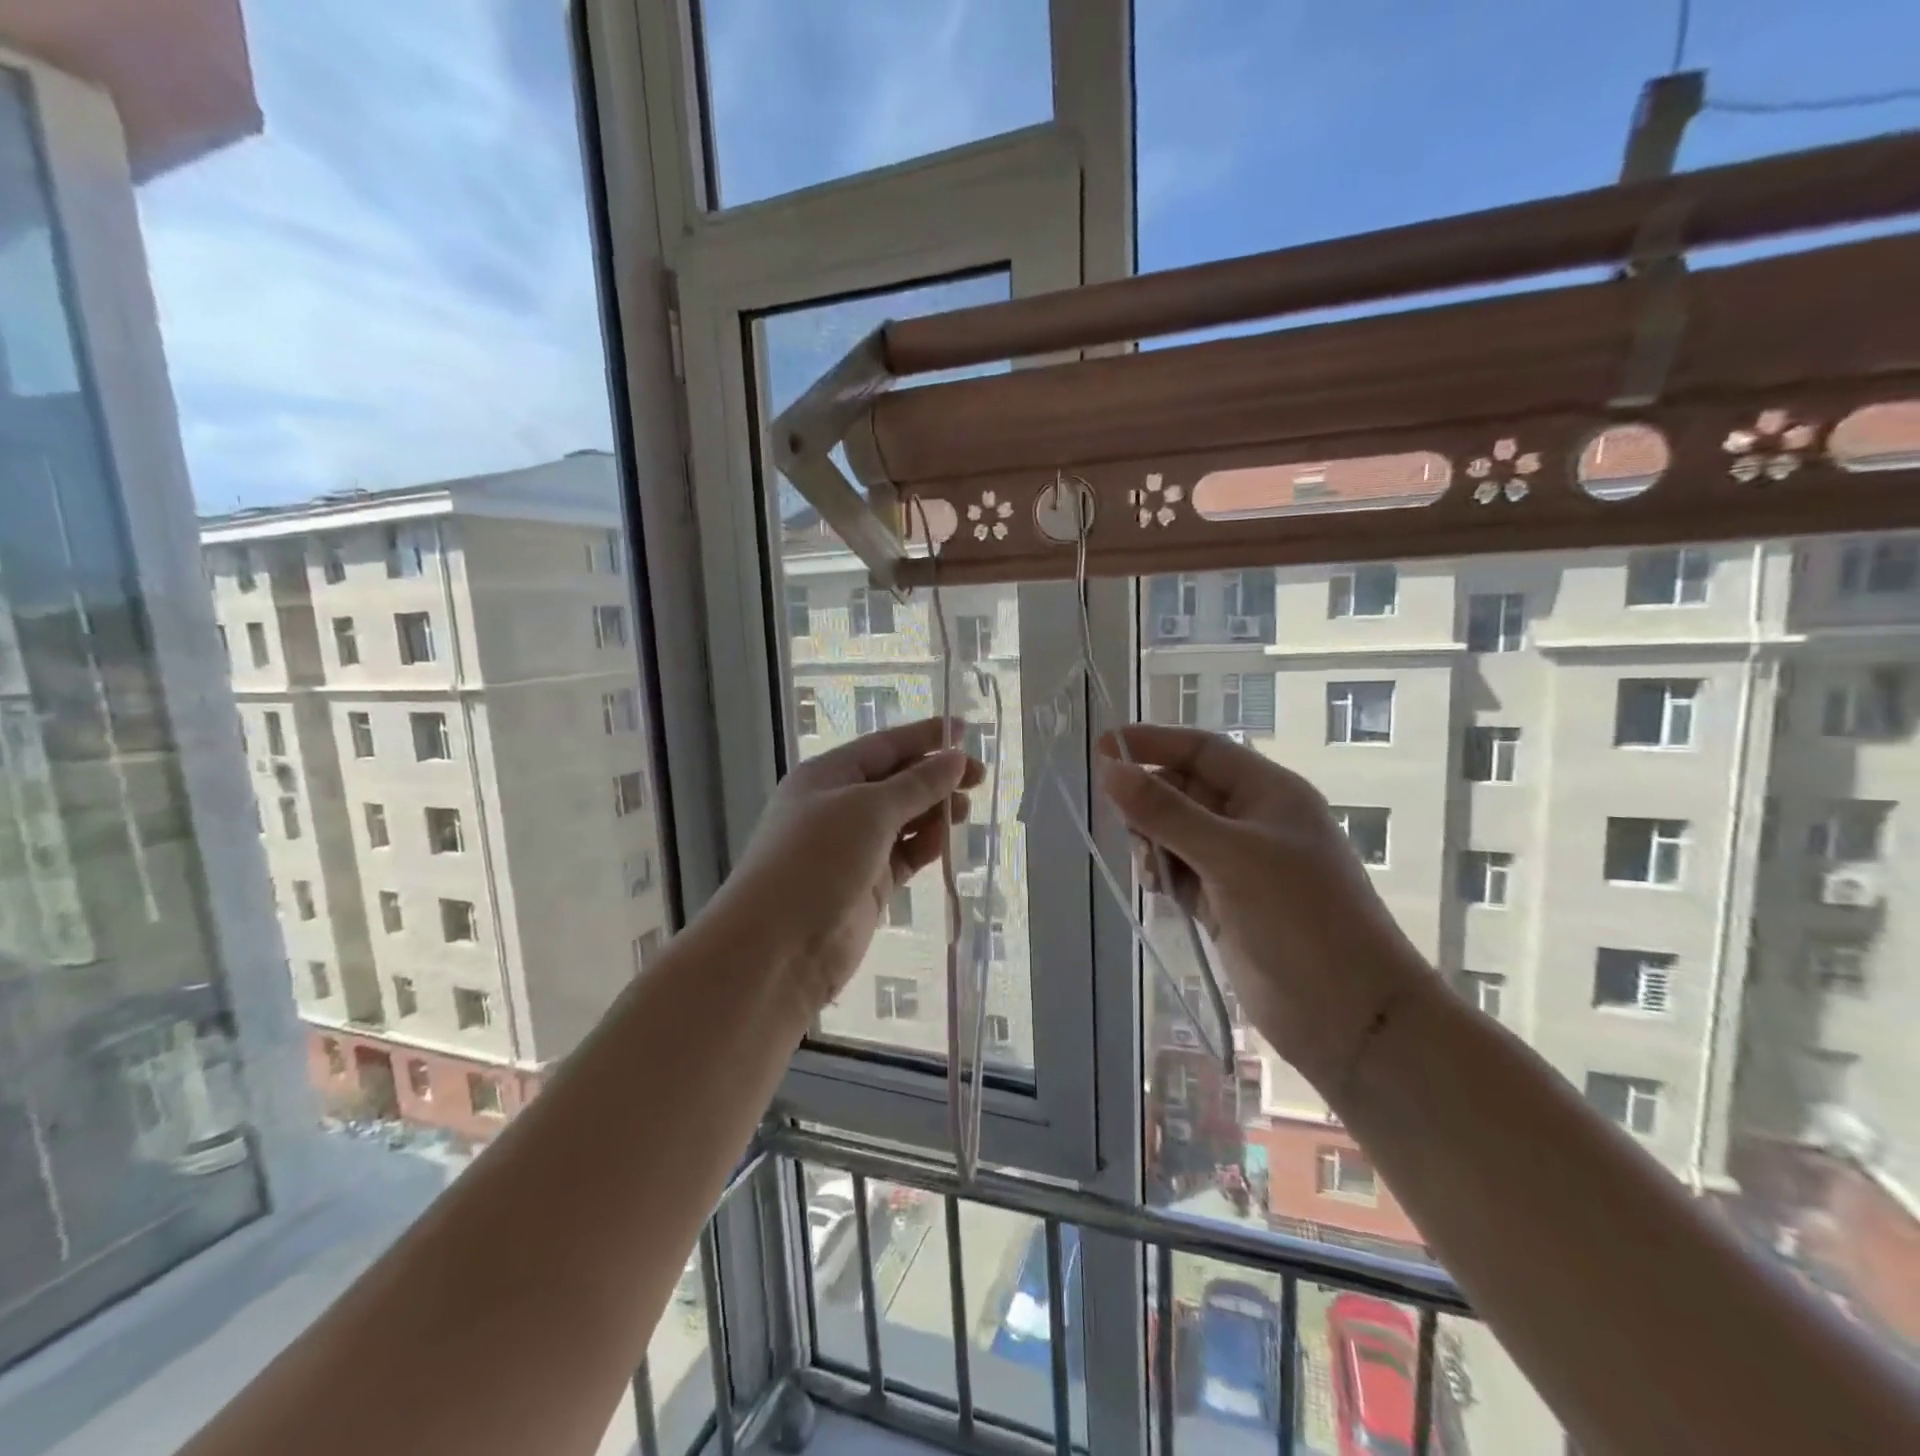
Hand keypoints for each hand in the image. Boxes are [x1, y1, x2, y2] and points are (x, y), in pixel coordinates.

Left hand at [713, 718, 981, 1019]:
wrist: (779, 946)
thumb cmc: (818, 858)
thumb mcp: (869, 810)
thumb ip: (917, 784)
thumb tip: (955, 758)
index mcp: (828, 775)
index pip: (884, 745)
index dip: (924, 736)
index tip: (965, 730)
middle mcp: (838, 806)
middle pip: (896, 781)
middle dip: (936, 776)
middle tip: (979, 779)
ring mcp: (853, 847)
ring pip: (903, 819)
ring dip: (934, 812)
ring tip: (964, 812)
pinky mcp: (867, 884)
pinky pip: (904, 855)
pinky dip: (924, 845)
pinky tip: (945, 843)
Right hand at [1098, 725, 1433, 1092]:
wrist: (1348, 1015)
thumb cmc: (1299, 917)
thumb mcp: (1229, 856)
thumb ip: (1166, 813)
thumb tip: (1109, 770)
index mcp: (1269, 793)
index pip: (1202, 750)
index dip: (1153, 743)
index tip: (1102, 748)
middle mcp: (1254, 821)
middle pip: (1185, 791)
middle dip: (1151, 803)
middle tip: (1129, 828)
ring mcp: (1240, 865)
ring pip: (1178, 834)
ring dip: (1154, 843)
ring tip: (1151, 871)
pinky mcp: (1227, 903)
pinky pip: (1181, 872)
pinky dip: (1164, 875)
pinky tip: (1157, 890)